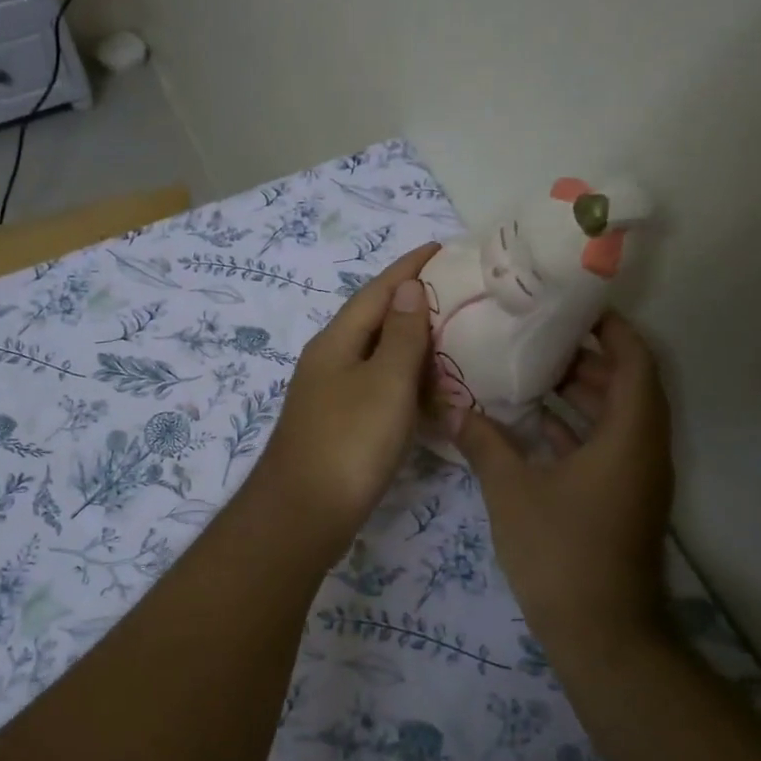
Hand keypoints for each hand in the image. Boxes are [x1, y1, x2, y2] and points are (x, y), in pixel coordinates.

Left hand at [250, 243, 439, 553]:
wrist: (303, 514)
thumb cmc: (349, 443)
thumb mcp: (385, 383)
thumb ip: (401, 335)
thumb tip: (408, 288)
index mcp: (336, 341)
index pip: (377, 291)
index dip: (408, 267)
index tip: (441, 247)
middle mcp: (328, 360)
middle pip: (373, 319)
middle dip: (411, 301)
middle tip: (457, 291)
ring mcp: (330, 394)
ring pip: (375, 355)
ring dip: (409, 341)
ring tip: (451, 333)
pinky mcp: (338, 425)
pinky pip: (376, 386)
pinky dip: (404, 379)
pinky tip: (426, 388)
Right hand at [452, 311, 674, 654]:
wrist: (602, 635)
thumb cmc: (561, 552)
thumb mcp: (512, 491)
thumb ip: (485, 442)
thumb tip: (454, 407)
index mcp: (629, 436)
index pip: (635, 361)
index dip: (611, 329)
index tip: (573, 307)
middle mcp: (642, 449)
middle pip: (627, 385)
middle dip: (587, 357)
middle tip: (537, 336)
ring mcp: (634, 478)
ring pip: (615, 418)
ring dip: (581, 393)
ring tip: (529, 370)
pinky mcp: (621, 500)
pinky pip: (605, 446)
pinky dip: (575, 428)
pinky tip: (532, 423)